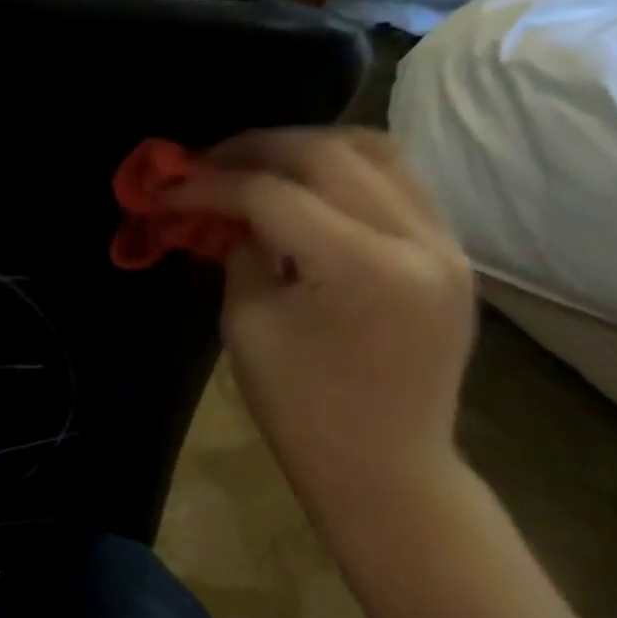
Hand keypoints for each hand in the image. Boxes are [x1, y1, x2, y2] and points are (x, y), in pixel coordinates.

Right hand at [164, 129, 475, 517]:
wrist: (386, 471)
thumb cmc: (303, 409)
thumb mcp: (247, 323)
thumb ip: (240, 249)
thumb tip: (229, 208)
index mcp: (360, 266)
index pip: (270, 193)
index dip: (208, 185)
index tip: (165, 189)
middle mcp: (416, 239)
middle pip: (324, 153)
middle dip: (253, 149)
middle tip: (206, 163)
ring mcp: (446, 243)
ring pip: (374, 149)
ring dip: (306, 146)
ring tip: (259, 162)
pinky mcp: (451, 253)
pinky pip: (399, 180)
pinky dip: (345, 168)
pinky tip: (307, 185)